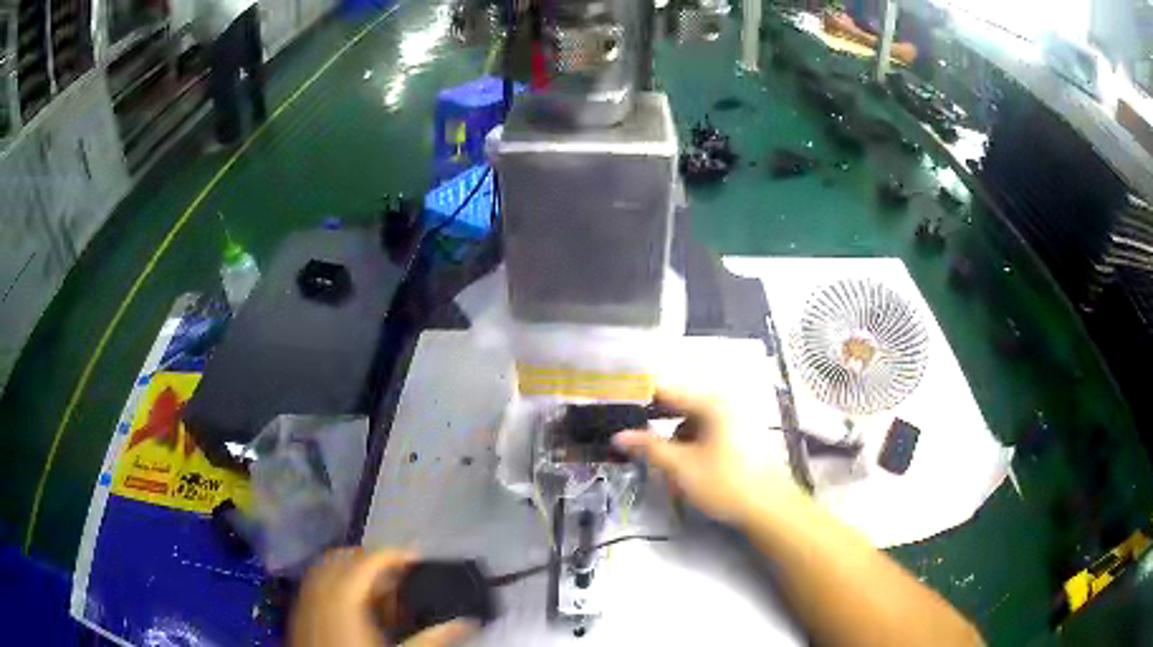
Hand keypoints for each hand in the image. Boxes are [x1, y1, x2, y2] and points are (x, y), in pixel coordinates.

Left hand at [290, 547, 476, 646]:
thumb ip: (431, 638)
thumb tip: (466, 623)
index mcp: (343, 597)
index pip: (368, 560)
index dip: (395, 553)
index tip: (419, 557)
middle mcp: (319, 590)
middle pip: (344, 556)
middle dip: (372, 559)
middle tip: (400, 574)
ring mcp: (304, 599)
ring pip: (326, 566)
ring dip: (353, 569)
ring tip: (379, 589)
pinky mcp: (299, 612)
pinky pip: (314, 583)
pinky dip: (336, 582)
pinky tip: (354, 605)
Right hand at [613, 385, 803, 525]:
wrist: (769, 507)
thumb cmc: (725, 483)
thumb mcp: (681, 466)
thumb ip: (649, 447)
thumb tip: (619, 436)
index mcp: (710, 403)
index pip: (666, 390)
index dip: (638, 397)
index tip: (614, 407)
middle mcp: (723, 404)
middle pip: (678, 406)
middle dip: (654, 422)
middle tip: (628, 436)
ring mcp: (733, 421)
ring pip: (691, 423)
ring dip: (672, 438)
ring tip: (658, 461)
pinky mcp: (738, 438)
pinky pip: (704, 434)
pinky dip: (689, 446)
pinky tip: (682, 467)